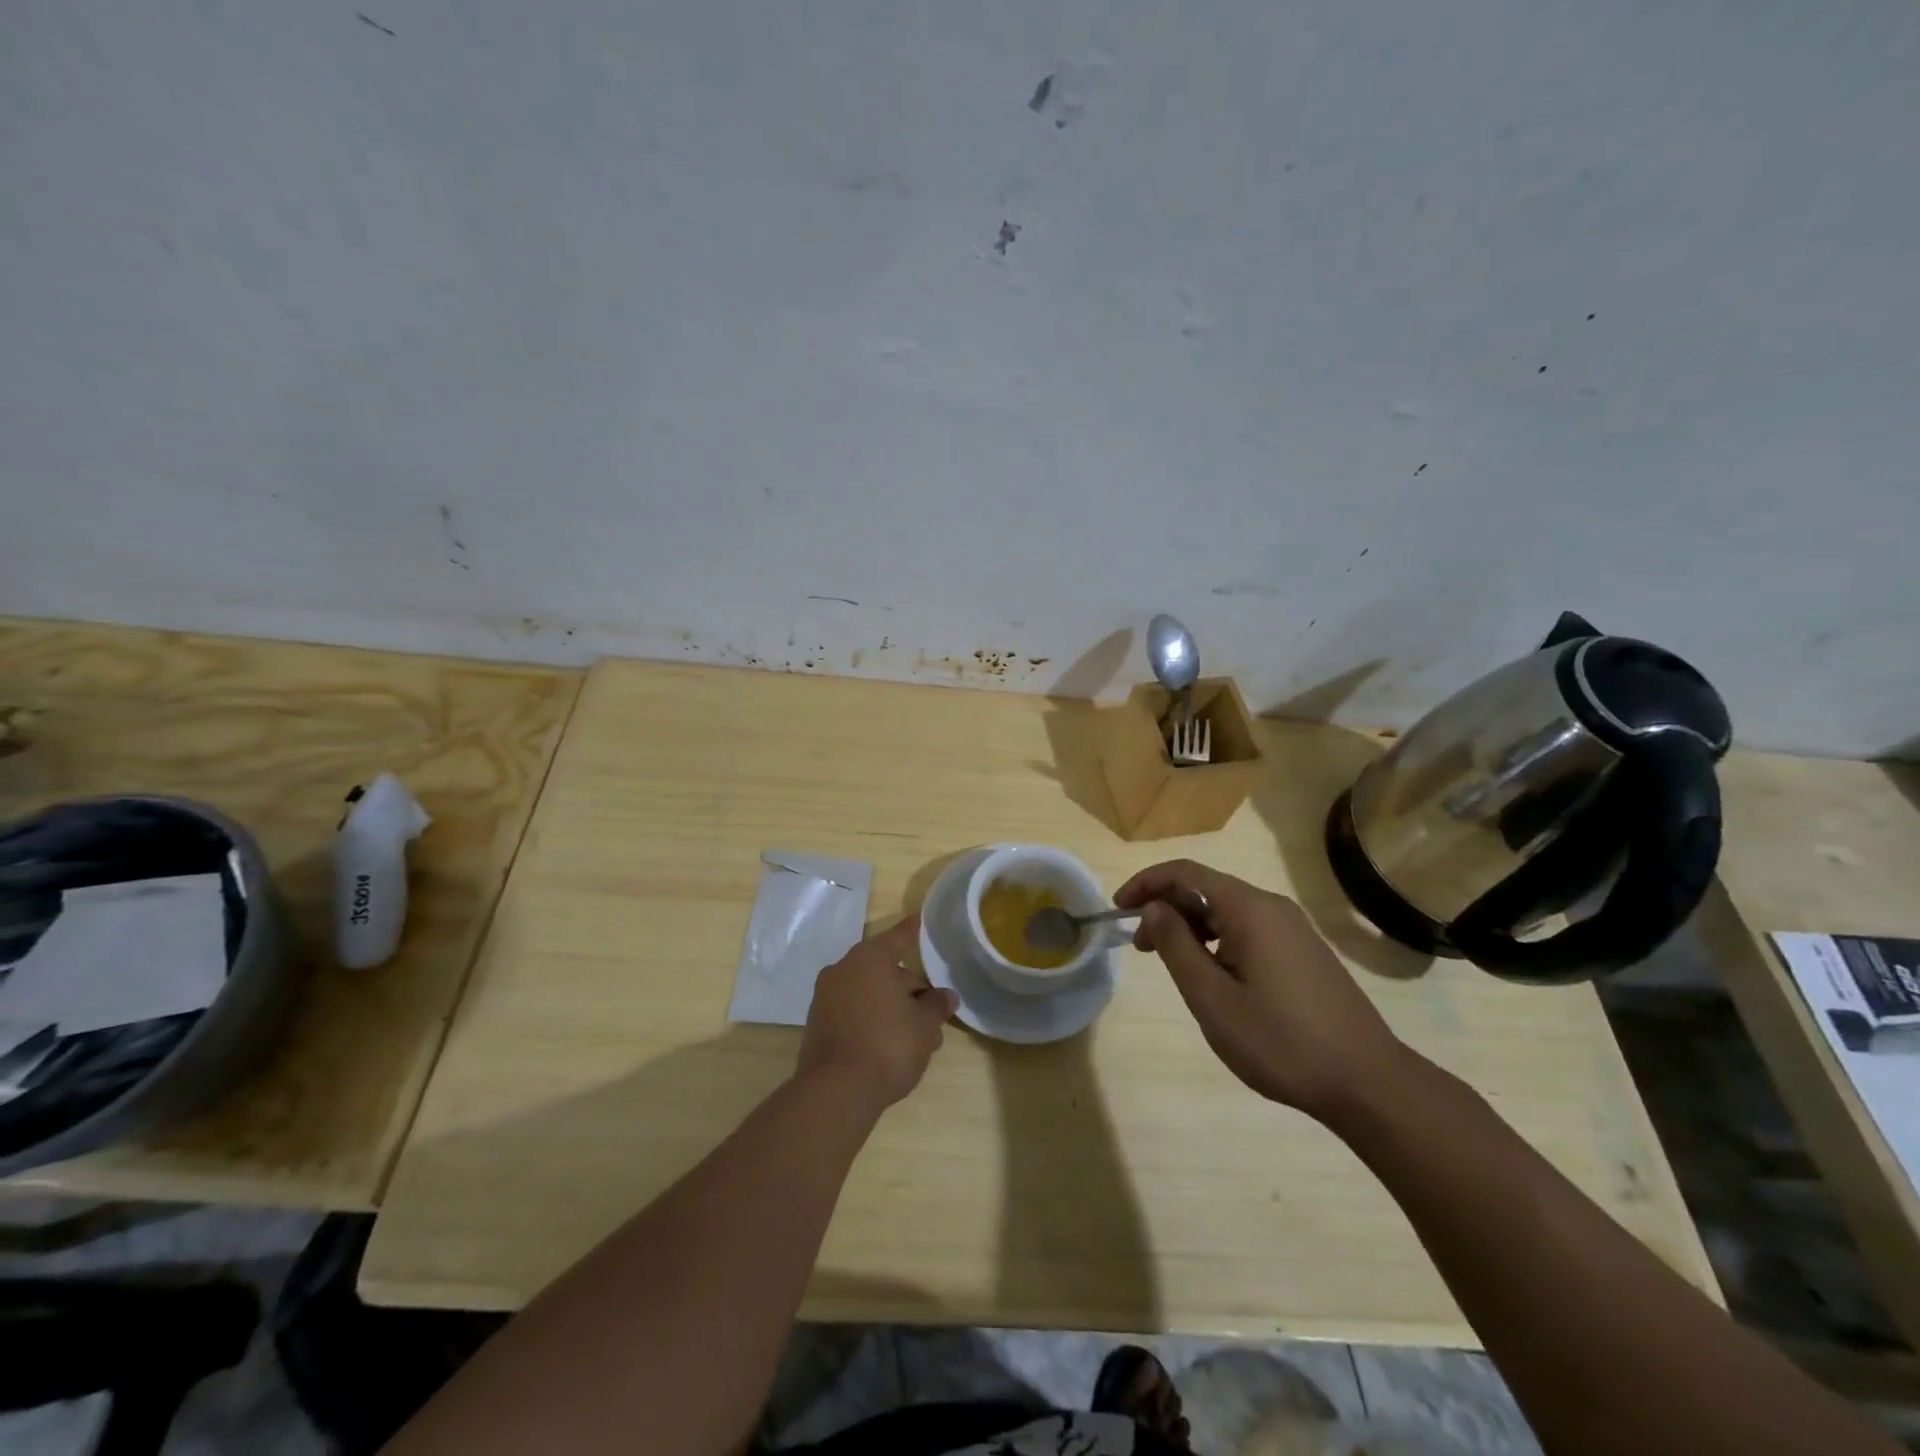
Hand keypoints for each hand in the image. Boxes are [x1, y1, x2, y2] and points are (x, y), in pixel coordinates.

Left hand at [798, 916, 957, 1112]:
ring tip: (915, 1037)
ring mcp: (825, 997)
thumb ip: (937, 1006)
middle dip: (909, 988)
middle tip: (932, 1013)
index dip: (914, 931)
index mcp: (870, 958)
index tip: (921, 919)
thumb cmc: (888, 1045)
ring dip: (891, 1007)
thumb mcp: (925, 1026)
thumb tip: (945, 996)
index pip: (900, 937)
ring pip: (868, 993)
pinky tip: (887, 1047)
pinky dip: (870, 1021)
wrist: (836, 1092)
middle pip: (884, 969)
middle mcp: (843, 969)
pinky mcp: (816, 1025)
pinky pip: (852, 1012)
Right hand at [1115, 860, 1404, 1120]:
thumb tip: (1154, 908)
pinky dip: (1218, 940)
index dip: (1146, 883)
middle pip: (1206, 888)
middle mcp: (1272, 907)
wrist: (1367, 1082)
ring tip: (1172, 964)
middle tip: (1140, 946)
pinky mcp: (1304, 952)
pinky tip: (1213, 975)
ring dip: (1191, 927)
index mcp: (1249, 908)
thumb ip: (1176, 946)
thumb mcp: (1212, 997)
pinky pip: (1249, 929)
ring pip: (1227, 911)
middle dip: (1166, 908)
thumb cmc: (1280, 1040)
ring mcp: (1293, 929)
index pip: (1185, 873)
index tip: (1117, 909)